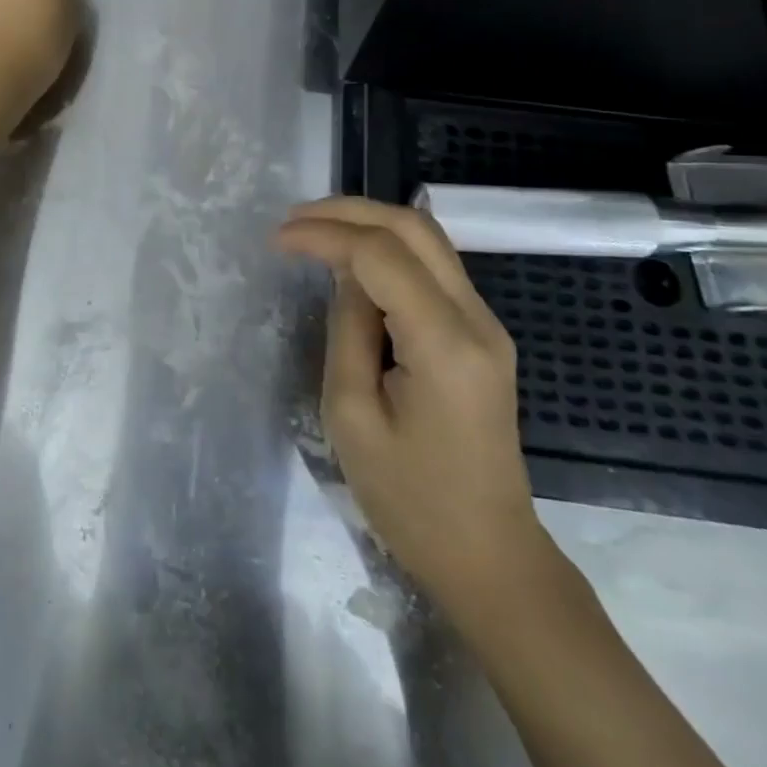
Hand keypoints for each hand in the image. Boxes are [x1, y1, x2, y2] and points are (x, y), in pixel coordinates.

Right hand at [276, 197, 550, 619]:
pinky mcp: (481, 334)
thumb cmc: (411, 502)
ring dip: (370, 224)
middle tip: (294, 220)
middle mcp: (477, 319)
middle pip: (414, 227)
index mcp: (445, 344)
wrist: (490, 556)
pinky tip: (352, 260)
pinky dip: (388, 250)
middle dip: (349, 211)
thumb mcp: (353, 418)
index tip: (276, 240)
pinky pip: (433, 268)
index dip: (325, 235)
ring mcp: (487, 324)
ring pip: (428, 239)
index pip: (381, 255)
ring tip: (315, 230)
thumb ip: (347, 331)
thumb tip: (345, 276)